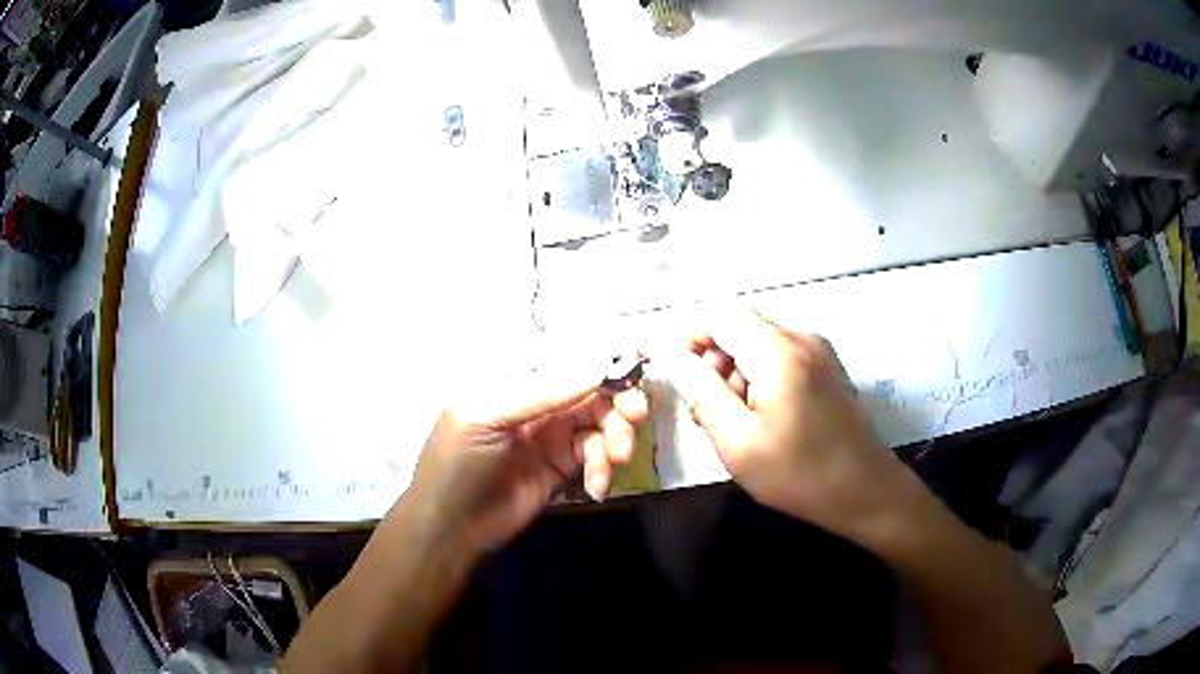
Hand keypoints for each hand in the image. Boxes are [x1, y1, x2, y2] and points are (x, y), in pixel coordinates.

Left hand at [406, 366, 648, 554]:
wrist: (451, 528)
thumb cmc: (457, 463)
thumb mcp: (486, 416)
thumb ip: (541, 392)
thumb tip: (599, 365)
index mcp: (514, 378)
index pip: (566, 359)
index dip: (603, 361)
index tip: (636, 368)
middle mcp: (538, 401)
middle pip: (592, 391)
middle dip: (619, 403)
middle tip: (634, 417)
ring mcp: (552, 434)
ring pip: (601, 424)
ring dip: (616, 439)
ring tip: (614, 461)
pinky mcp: (563, 466)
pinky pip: (597, 457)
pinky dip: (604, 469)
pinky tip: (595, 487)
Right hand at [655, 309, 906, 540]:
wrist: (864, 492)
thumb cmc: (799, 474)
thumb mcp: (737, 442)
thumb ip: (700, 391)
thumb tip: (666, 352)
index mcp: (780, 352)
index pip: (719, 315)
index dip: (688, 338)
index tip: (674, 375)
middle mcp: (802, 338)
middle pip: (739, 328)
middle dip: (712, 363)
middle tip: (705, 414)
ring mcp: (818, 351)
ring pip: (757, 344)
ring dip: (734, 375)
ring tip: (733, 424)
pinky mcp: (826, 367)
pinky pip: (778, 358)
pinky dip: (758, 380)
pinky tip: (760, 419)